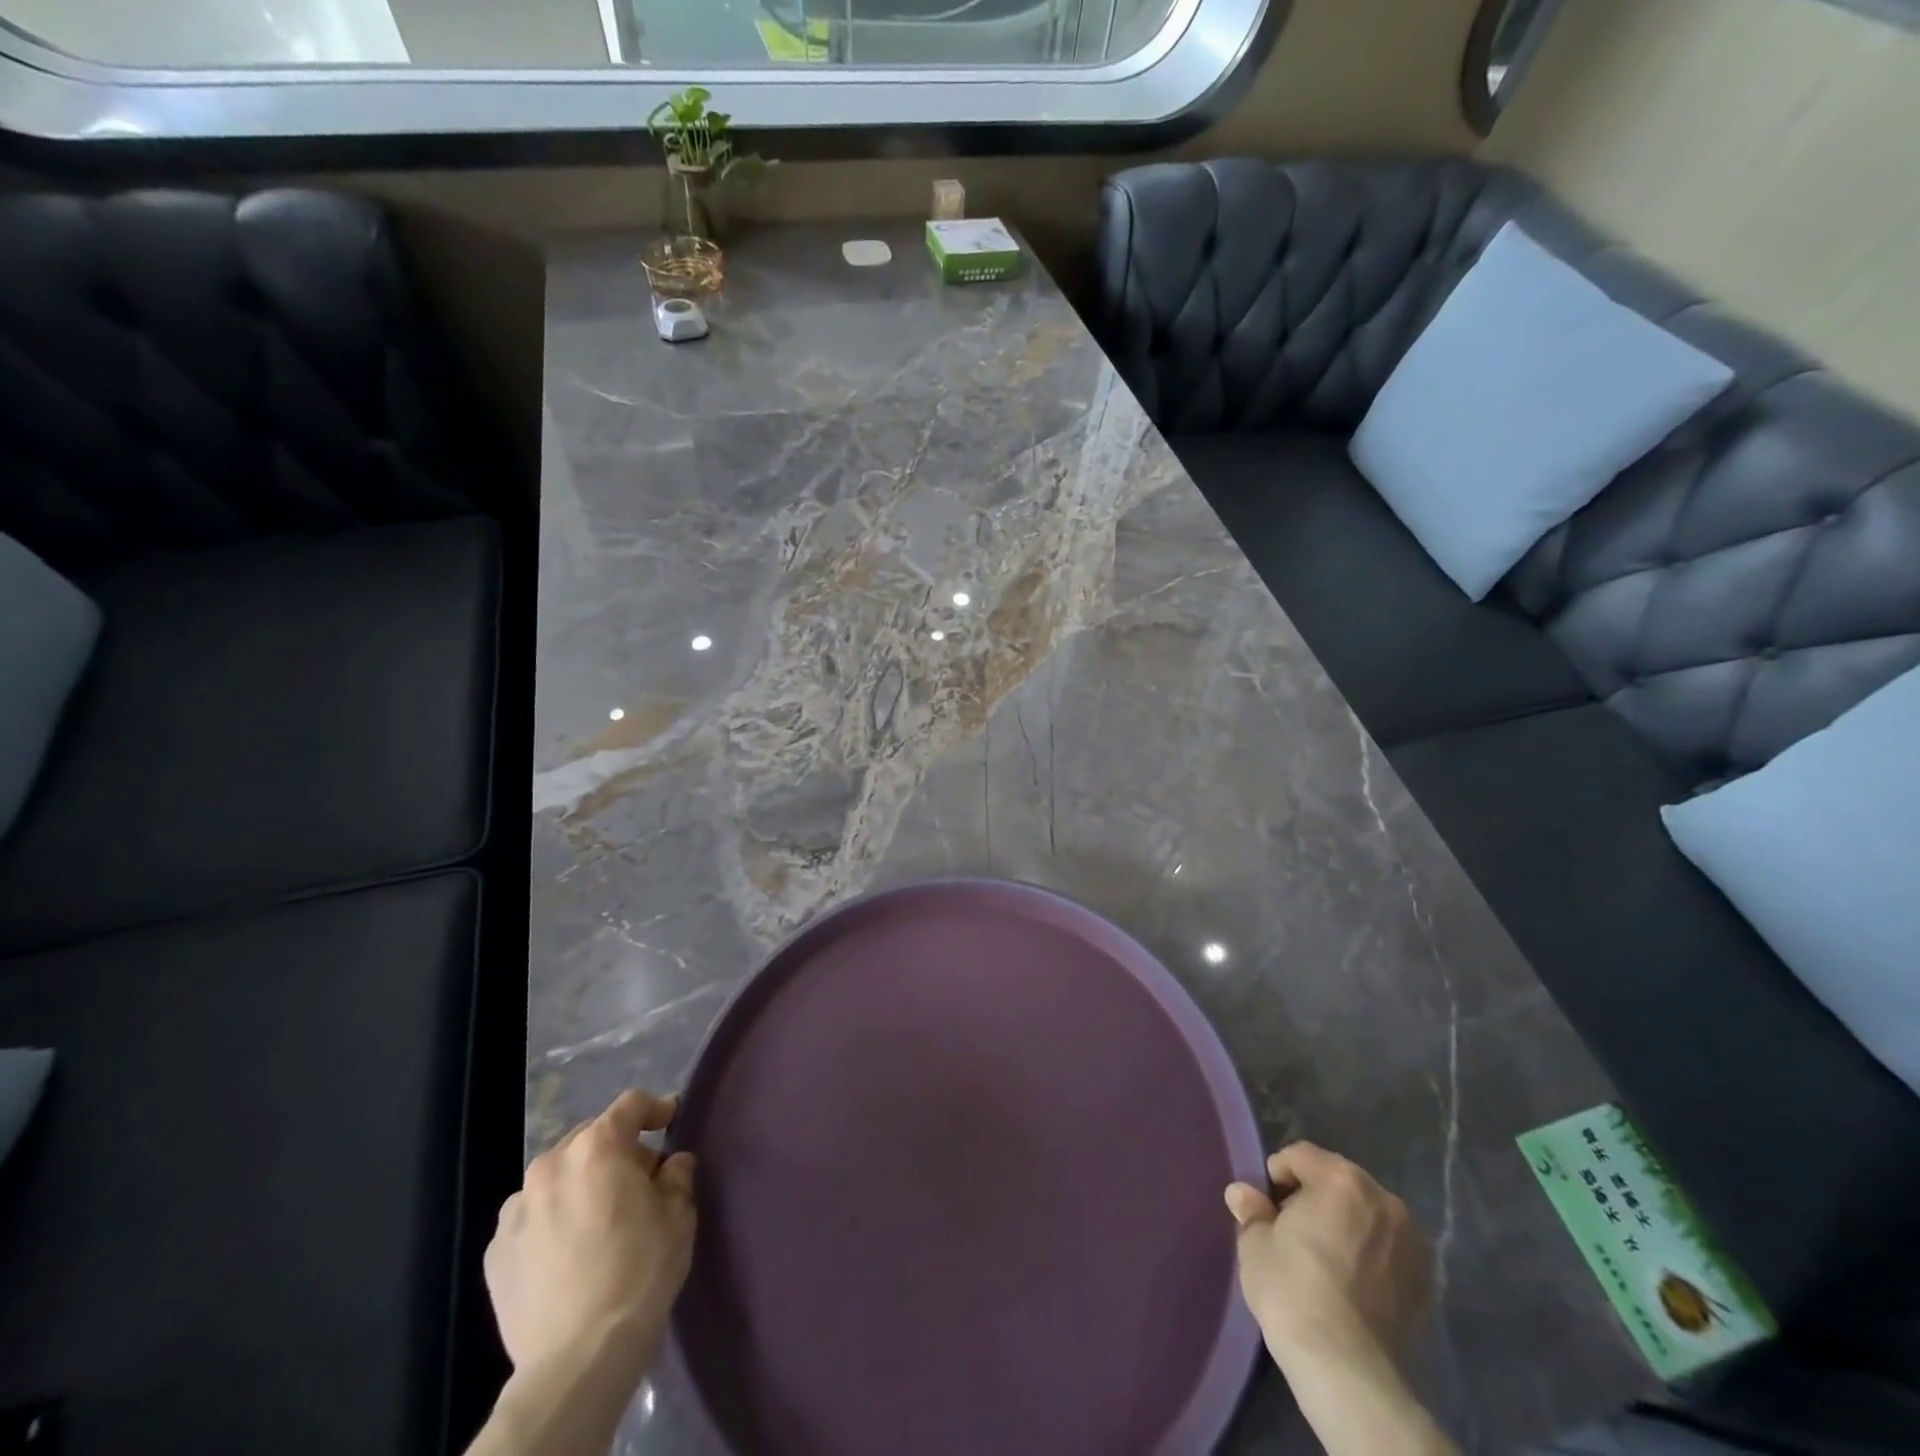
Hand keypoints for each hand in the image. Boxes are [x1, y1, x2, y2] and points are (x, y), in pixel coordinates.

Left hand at [484, 1088, 697, 1380]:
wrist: (577, 1359)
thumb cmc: (639, 1273)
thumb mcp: (679, 1216)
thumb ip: (677, 1177)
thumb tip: (673, 1164)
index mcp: (597, 1147)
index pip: (631, 1105)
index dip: (655, 1108)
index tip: (670, 1121)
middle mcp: (551, 1165)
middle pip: (590, 1138)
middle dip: (617, 1150)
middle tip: (639, 1180)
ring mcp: (516, 1209)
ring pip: (557, 1177)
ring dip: (580, 1183)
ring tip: (597, 1218)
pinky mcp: (495, 1251)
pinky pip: (531, 1217)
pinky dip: (552, 1220)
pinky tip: (567, 1252)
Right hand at [1224, 1141, 1430, 1365]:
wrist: (1346, 1366)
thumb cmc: (1292, 1289)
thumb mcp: (1255, 1243)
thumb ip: (1251, 1210)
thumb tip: (1242, 1193)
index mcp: (1340, 1178)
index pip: (1300, 1156)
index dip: (1277, 1176)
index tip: (1267, 1207)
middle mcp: (1382, 1198)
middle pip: (1337, 1180)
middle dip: (1314, 1196)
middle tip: (1292, 1230)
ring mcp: (1410, 1240)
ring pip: (1366, 1213)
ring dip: (1345, 1223)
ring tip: (1324, 1257)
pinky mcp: (1425, 1279)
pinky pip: (1387, 1247)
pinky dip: (1369, 1252)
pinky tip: (1351, 1281)